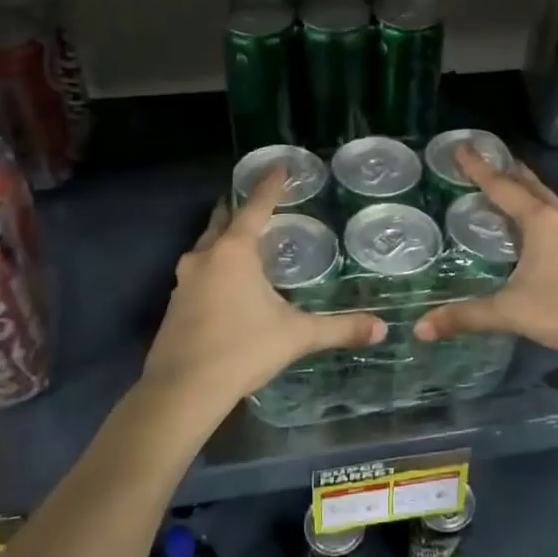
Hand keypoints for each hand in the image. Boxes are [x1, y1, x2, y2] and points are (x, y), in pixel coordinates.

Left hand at [142, 169, 385, 416]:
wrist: (182, 390)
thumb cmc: (242, 350)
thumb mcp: (296, 336)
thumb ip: (339, 329)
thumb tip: (382, 328)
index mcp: (234, 253)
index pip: (255, 208)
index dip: (270, 186)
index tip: (279, 166)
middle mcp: (205, 257)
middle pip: (222, 221)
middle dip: (238, 208)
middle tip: (256, 200)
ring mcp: (184, 281)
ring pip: (206, 247)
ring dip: (223, 238)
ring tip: (243, 240)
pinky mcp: (175, 304)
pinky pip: (198, 272)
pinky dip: (214, 265)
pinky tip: (226, 283)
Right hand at [413, 148, 557, 371]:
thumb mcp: (510, 311)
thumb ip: (466, 316)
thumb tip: (421, 328)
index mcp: (540, 221)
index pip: (502, 186)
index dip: (478, 168)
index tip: (462, 147)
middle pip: (530, 184)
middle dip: (506, 171)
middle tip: (484, 160)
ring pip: (548, 200)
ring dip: (526, 190)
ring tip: (507, 186)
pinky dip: (540, 210)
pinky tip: (534, 225)